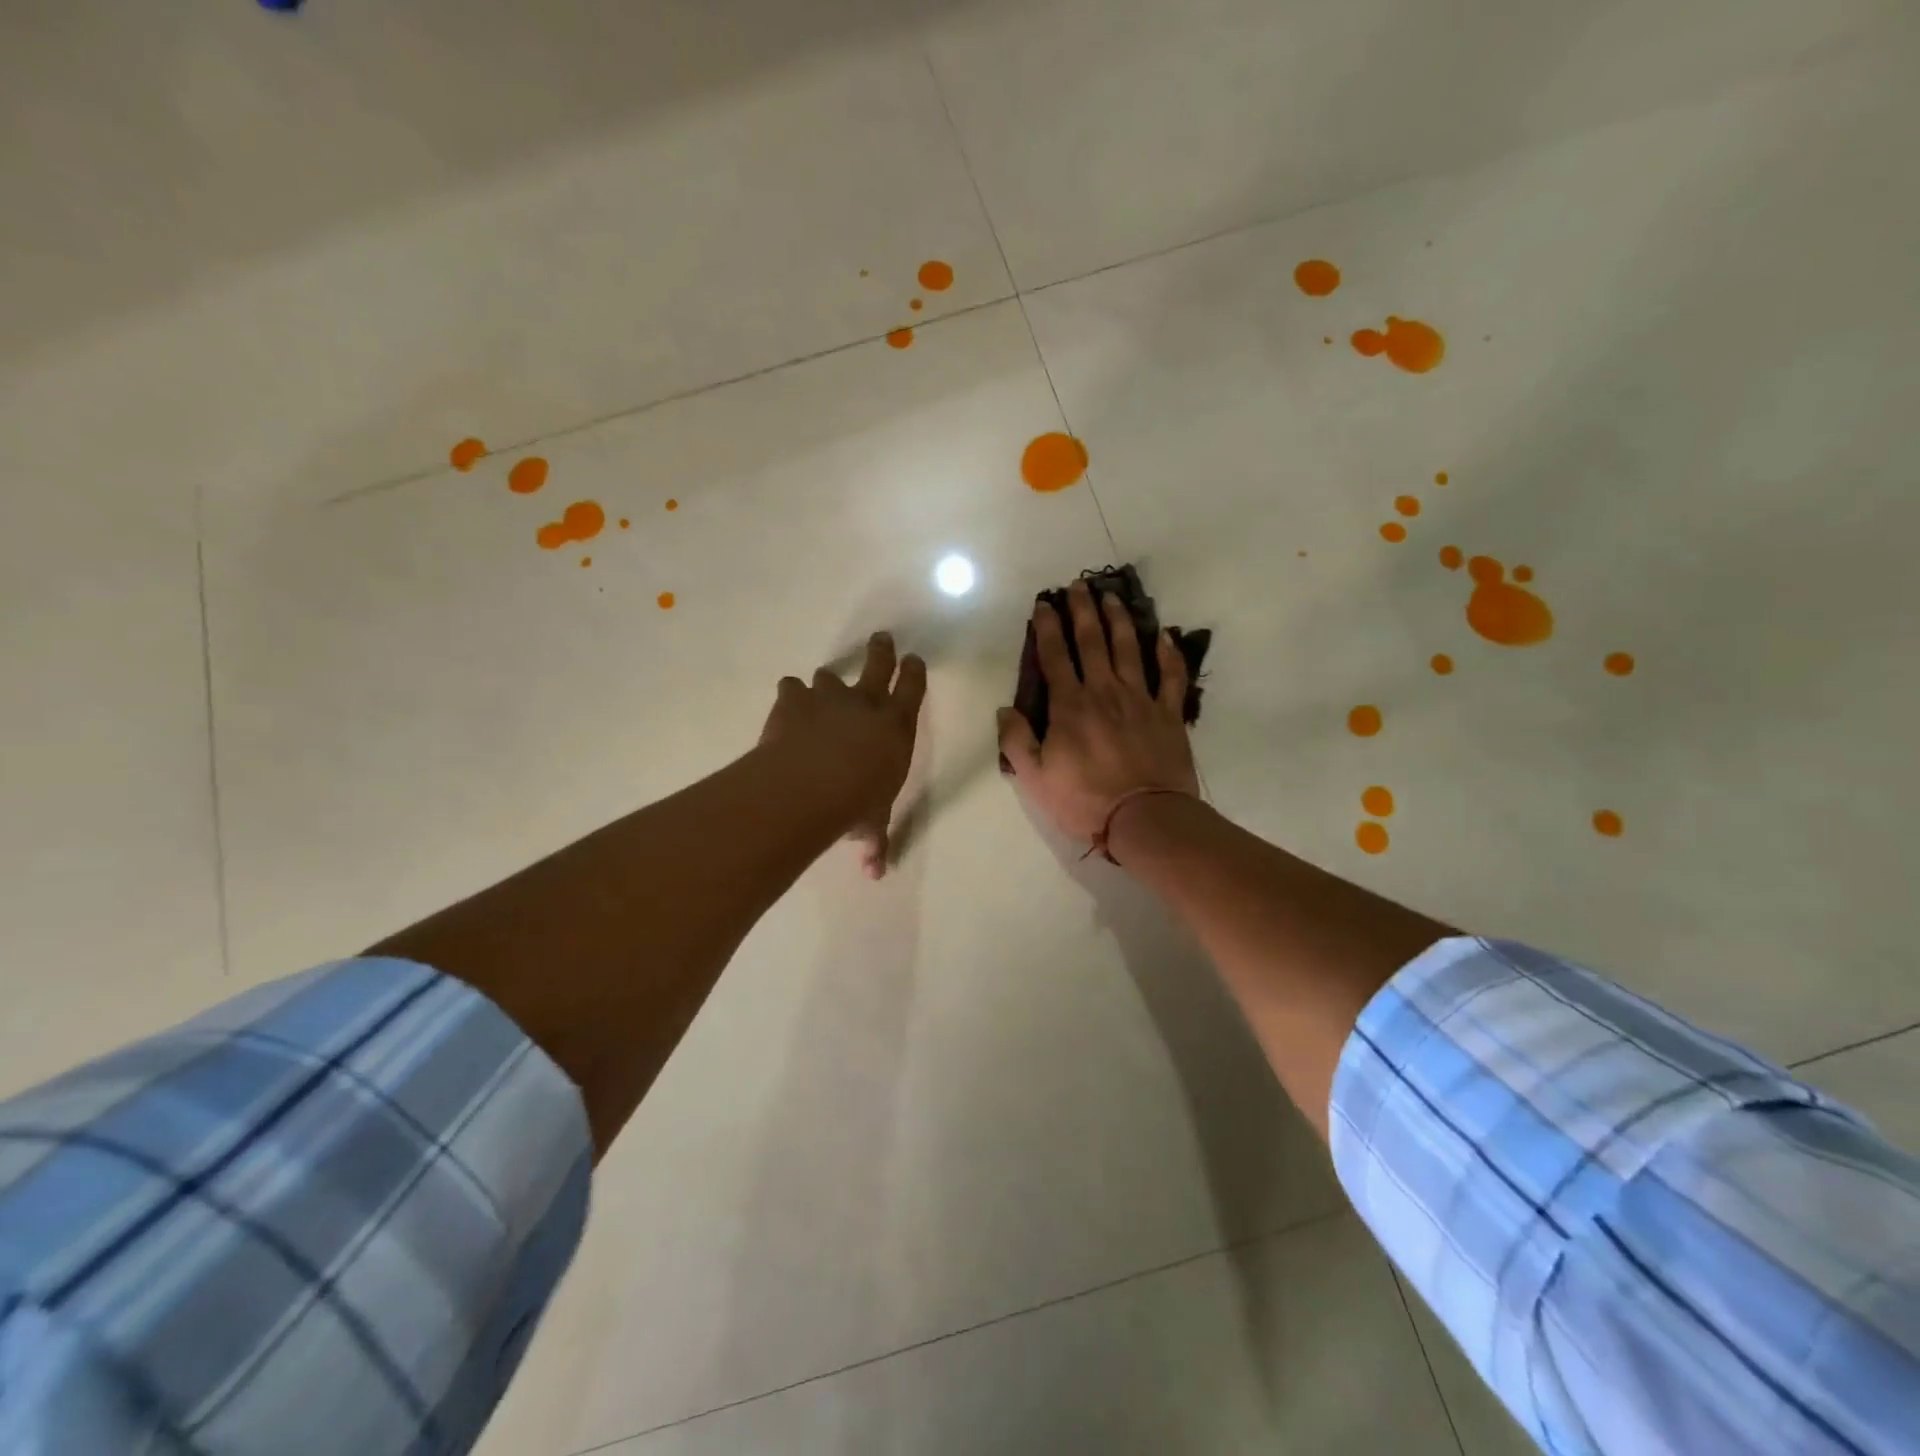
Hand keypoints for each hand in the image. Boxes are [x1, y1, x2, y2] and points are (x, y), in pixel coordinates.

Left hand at [761, 632, 927, 877]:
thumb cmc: (855, 804)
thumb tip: (875, 873)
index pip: (913, 689)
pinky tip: (787, 706)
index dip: (914, 672)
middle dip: (881, 650)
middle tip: (882, 638)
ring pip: (829, 675)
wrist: (810, 785)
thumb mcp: (870, 824)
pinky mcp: (793, 700)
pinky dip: (791, 697)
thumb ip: (873, 841)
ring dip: (826, 682)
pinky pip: (792, 688)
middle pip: (878, 663)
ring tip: (820, 689)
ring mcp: (828, 697)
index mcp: (896, 726)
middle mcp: (865, 703)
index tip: (914, 659)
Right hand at [998, 580, 1198, 847]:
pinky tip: (1164, 635)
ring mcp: (1140, 700)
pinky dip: (1168, 654)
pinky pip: (1170, 676)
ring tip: (1113, 596)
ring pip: (1129, 649)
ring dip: (1119, 620)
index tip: (1044, 604)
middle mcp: (1104, 692)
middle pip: (1092, 642)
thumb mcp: (1034, 778)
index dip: (1048, 627)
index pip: (1055, 656)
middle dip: (1083, 611)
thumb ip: (1016, 740)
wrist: (1144, 818)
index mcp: (1069, 706)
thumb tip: (1004, 709)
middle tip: (1079, 585)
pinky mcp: (1168, 714)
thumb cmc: (1085, 800)